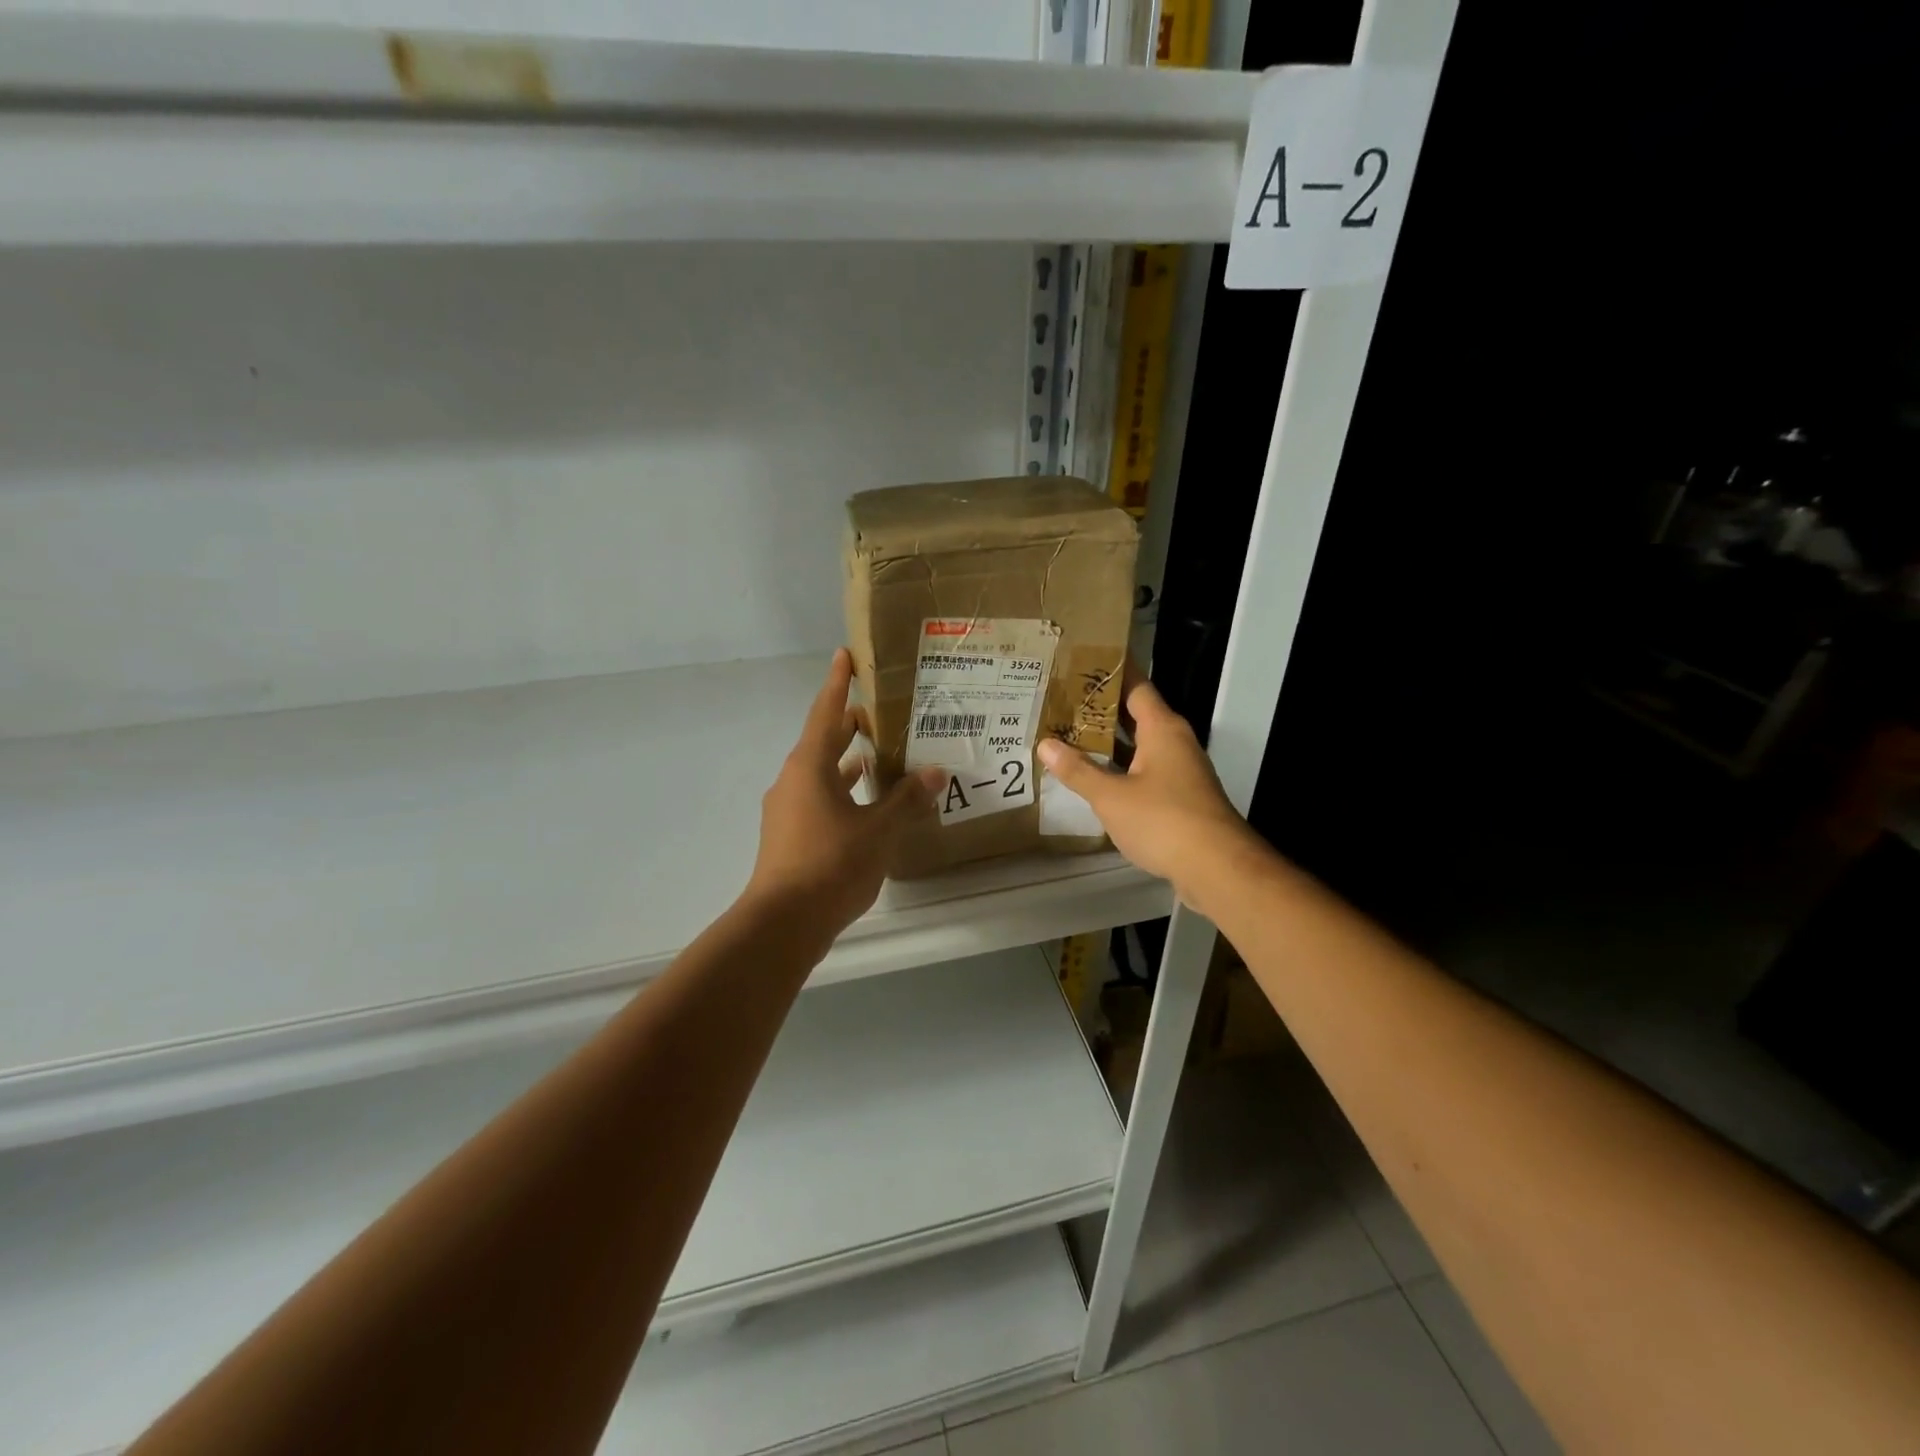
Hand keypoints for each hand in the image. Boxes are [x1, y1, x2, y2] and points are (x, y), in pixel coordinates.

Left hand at [745, 649, 943, 939]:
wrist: (783, 923)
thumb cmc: (831, 864)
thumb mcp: (878, 830)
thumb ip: (906, 799)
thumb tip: (936, 772)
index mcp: (809, 767)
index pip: (826, 713)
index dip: (838, 683)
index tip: (844, 655)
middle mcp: (793, 781)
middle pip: (822, 741)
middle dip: (848, 725)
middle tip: (879, 710)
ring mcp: (788, 810)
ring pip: (821, 774)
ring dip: (846, 762)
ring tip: (878, 754)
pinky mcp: (790, 837)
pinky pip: (819, 800)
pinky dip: (842, 793)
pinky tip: (865, 804)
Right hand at [1037, 671, 1251, 904]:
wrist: (1216, 868)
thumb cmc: (1163, 820)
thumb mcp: (1111, 796)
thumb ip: (1078, 770)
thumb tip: (1045, 744)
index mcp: (1162, 728)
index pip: (1136, 686)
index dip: (1111, 672)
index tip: (1081, 661)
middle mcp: (1174, 742)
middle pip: (1135, 715)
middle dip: (1101, 709)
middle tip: (1061, 701)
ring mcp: (1180, 770)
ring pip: (1139, 746)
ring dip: (1108, 742)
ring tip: (1068, 735)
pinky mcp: (1180, 797)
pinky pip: (1144, 771)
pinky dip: (1120, 769)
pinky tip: (1093, 777)